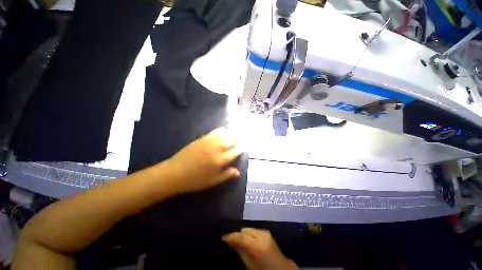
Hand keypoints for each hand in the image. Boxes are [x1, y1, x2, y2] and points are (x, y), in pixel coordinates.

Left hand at [166, 127, 242, 192]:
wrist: (174, 173)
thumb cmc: (195, 180)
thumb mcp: (213, 181)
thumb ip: (227, 175)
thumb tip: (238, 172)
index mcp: (220, 160)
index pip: (235, 151)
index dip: (241, 149)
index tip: (243, 148)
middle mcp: (216, 148)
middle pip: (232, 140)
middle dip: (238, 140)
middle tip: (240, 142)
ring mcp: (209, 142)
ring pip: (225, 133)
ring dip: (231, 134)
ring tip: (233, 136)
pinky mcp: (202, 138)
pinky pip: (215, 131)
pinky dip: (222, 131)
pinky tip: (223, 132)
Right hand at [223, 228, 297, 269]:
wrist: (282, 269)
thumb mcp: (251, 265)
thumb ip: (241, 252)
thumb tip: (232, 243)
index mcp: (257, 245)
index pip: (241, 236)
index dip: (231, 236)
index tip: (223, 237)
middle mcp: (262, 234)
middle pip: (245, 229)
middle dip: (237, 234)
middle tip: (230, 240)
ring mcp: (265, 232)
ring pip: (249, 229)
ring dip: (243, 234)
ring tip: (237, 240)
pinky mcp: (267, 232)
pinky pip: (254, 230)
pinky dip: (249, 234)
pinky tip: (246, 240)